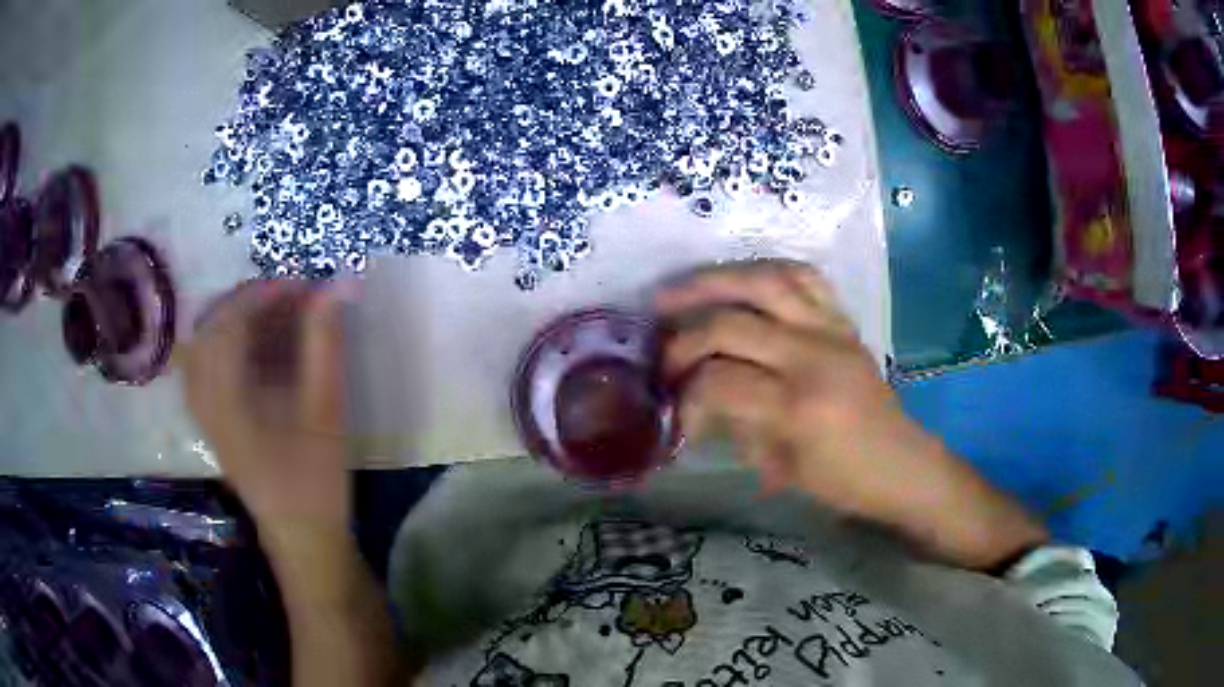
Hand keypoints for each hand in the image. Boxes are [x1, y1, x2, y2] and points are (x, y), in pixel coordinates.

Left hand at [180, 280, 349, 528]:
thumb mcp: (326, 411)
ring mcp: (203, 412)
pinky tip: (255, 347)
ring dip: (236, 319)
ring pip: (204, 343)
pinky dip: (228, 342)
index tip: (306, 286)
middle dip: (249, 301)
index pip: (231, 322)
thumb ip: (326, 344)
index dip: (266, 293)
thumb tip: (339, 284)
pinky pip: (205, 364)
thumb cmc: (315, 481)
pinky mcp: (210, 421)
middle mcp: (204, 399)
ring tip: (274, 315)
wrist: (301, 538)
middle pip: (210, 326)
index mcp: (226, 398)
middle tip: (290, 298)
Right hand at [657, 261, 1046, 568]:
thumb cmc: (843, 482)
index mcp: (797, 407)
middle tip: (658, 350)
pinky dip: (765, 271)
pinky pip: (804, 277)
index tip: (672, 411)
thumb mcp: (780, 468)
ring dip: (712, 282)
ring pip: (764, 282)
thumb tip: (694, 400)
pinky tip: (739, 280)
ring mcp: (832, 330)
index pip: (718, 382)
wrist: (903, 464)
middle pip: (730, 325)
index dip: (684, 396)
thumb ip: (735, 426)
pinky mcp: (843, 320)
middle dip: (683, 339)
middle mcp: (813, 356)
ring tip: (676, 292)